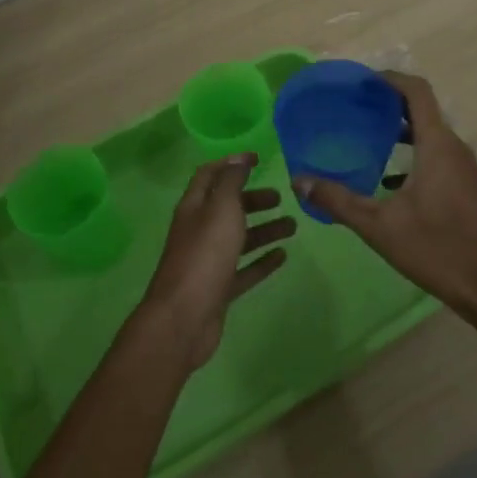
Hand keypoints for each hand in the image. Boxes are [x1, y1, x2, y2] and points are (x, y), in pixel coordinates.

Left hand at [140, 154, 295, 368]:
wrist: (184, 319)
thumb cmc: (204, 256)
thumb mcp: (220, 209)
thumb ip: (231, 182)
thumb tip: (238, 159)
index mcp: (194, 208)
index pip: (210, 175)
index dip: (232, 163)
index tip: (258, 158)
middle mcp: (199, 231)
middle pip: (227, 207)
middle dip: (253, 199)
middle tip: (280, 198)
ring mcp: (209, 261)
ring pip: (239, 238)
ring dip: (264, 229)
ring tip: (293, 226)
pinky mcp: (219, 288)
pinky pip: (244, 269)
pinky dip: (262, 261)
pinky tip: (282, 256)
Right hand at [295, 73, 476, 323]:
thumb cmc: (435, 249)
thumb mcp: (378, 226)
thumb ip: (337, 200)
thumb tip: (299, 180)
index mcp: (438, 146)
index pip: (417, 92)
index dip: (390, 79)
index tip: (362, 82)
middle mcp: (456, 149)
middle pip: (424, 111)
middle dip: (390, 105)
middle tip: (356, 110)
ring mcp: (466, 169)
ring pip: (432, 135)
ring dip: (402, 131)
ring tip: (368, 140)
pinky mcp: (469, 188)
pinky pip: (440, 156)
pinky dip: (414, 155)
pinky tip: (390, 181)